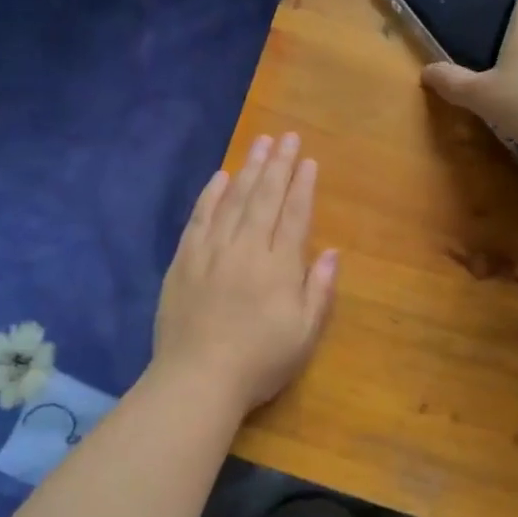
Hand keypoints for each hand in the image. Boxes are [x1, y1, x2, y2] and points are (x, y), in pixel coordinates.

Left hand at [153, 133, 338, 413]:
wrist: (197, 379)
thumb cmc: (258, 362)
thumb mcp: (303, 334)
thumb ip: (319, 290)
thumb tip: (333, 252)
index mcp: (278, 266)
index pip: (294, 215)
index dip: (302, 186)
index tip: (308, 160)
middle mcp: (246, 249)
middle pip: (265, 198)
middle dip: (278, 165)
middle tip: (286, 137)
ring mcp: (211, 251)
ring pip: (233, 201)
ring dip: (248, 170)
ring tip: (260, 144)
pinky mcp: (184, 260)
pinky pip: (199, 218)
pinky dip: (211, 195)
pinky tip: (220, 177)